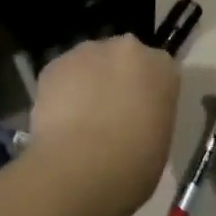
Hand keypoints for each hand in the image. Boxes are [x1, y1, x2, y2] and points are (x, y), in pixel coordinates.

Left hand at [27, 35, 177, 213]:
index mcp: (161, 66)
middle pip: (121, 57)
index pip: (157, 68)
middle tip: (109, 113)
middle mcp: (126, 48)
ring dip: (87, 82)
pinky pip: (61, 74)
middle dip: (116, 78)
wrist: (82, 166)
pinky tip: (59, 121)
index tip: (140, 112)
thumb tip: (134, 116)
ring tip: (79, 120)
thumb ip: (150, 113)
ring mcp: (87, 51)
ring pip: (89, 62)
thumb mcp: (160, 139)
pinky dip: (61, 91)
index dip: (146, 90)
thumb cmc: (134, 163)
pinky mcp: (55, 63)